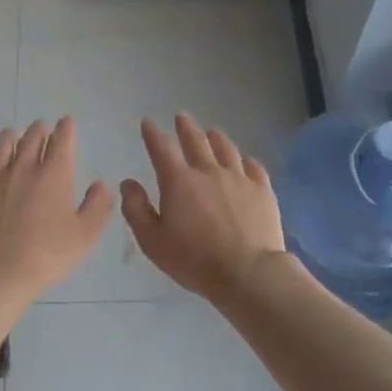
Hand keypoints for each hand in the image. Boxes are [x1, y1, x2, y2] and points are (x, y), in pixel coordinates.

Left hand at [0, 119, 113, 295]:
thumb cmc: (48, 254)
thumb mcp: (85, 235)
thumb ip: (97, 206)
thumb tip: (101, 184)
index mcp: (54, 174)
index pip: (62, 141)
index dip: (66, 129)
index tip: (67, 123)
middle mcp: (23, 167)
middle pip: (31, 138)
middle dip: (39, 130)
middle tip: (41, 127)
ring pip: (1, 147)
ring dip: (8, 137)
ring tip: (11, 134)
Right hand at [121, 115, 287, 302]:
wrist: (248, 273)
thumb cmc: (194, 259)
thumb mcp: (152, 240)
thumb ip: (136, 209)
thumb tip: (129, 183)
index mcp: (178, 181)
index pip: (161, 149)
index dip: (152, 134)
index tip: (147, 122)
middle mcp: (208, 171)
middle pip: (196, 141)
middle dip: (186, 127)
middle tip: (181, 117)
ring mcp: (239, 178)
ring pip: (226, 149)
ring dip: (216, 138)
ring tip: (212, 132)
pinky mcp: (263, 191)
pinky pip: (254, 167)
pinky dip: (246, 160)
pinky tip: (246, 161)